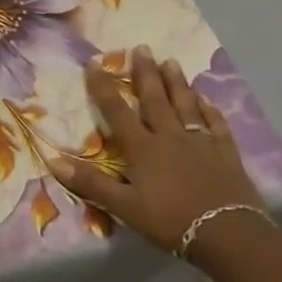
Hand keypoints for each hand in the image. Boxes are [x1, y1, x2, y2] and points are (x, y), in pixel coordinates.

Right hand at [50, 46, 262, 254]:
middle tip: (142, 47)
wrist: (229, 234)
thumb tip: (53, 160)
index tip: (94, 63)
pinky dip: (210, 111)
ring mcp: (200, 143)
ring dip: (177, 83)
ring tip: (171, 61)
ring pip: (186, 106)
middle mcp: (170, 137)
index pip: (117, 111)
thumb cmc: (171, 221)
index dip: (103, 87)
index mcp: (143, 148)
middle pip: (155, 99)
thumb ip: (91, 183)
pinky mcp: (225, 155)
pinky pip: (216, 126)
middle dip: (145, 73)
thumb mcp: (124, 207)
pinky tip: (207, 100)